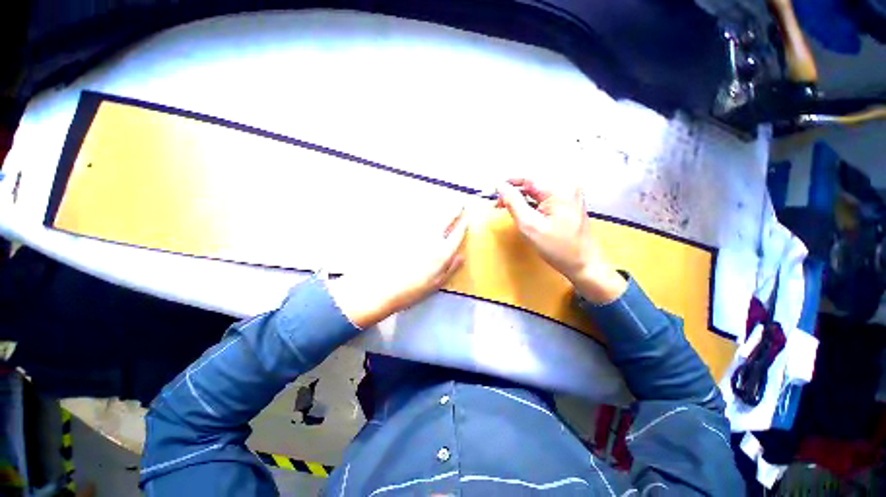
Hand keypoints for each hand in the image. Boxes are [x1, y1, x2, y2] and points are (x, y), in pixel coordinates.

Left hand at [329, 207, 467, 328]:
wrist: (383, 288)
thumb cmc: (412, 290)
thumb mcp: (436, 284)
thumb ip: (450, 269)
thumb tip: (461, 256)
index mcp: (441, 253)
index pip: (456, 235)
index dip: (463, 225)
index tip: (466, 217)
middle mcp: (430, 240)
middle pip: (445, 221)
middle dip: (454, 210)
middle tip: (459, 203)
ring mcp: (416, 235)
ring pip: (431, 218)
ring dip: (440, 211)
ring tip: (445, 205)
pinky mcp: (403, 234)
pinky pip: (415, 222)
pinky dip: (422, 216)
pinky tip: (423, 214)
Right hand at [496, 178, 626, 303]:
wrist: (583, 264)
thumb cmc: (556, 248)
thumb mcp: (529, 226)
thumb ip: (513, 203)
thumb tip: (500, 186)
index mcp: (559, 189)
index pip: (528, 178)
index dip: (508, 183)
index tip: (493, 192)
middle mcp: (567, 186)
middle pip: (534, 183)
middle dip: (514, 192)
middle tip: (498, 205)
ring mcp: (571, 194)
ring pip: (538, 190)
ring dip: (522, 197)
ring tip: (507, 208)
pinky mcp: (570, 202)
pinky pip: (546, 197)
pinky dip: (532, 202)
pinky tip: (523, 211)